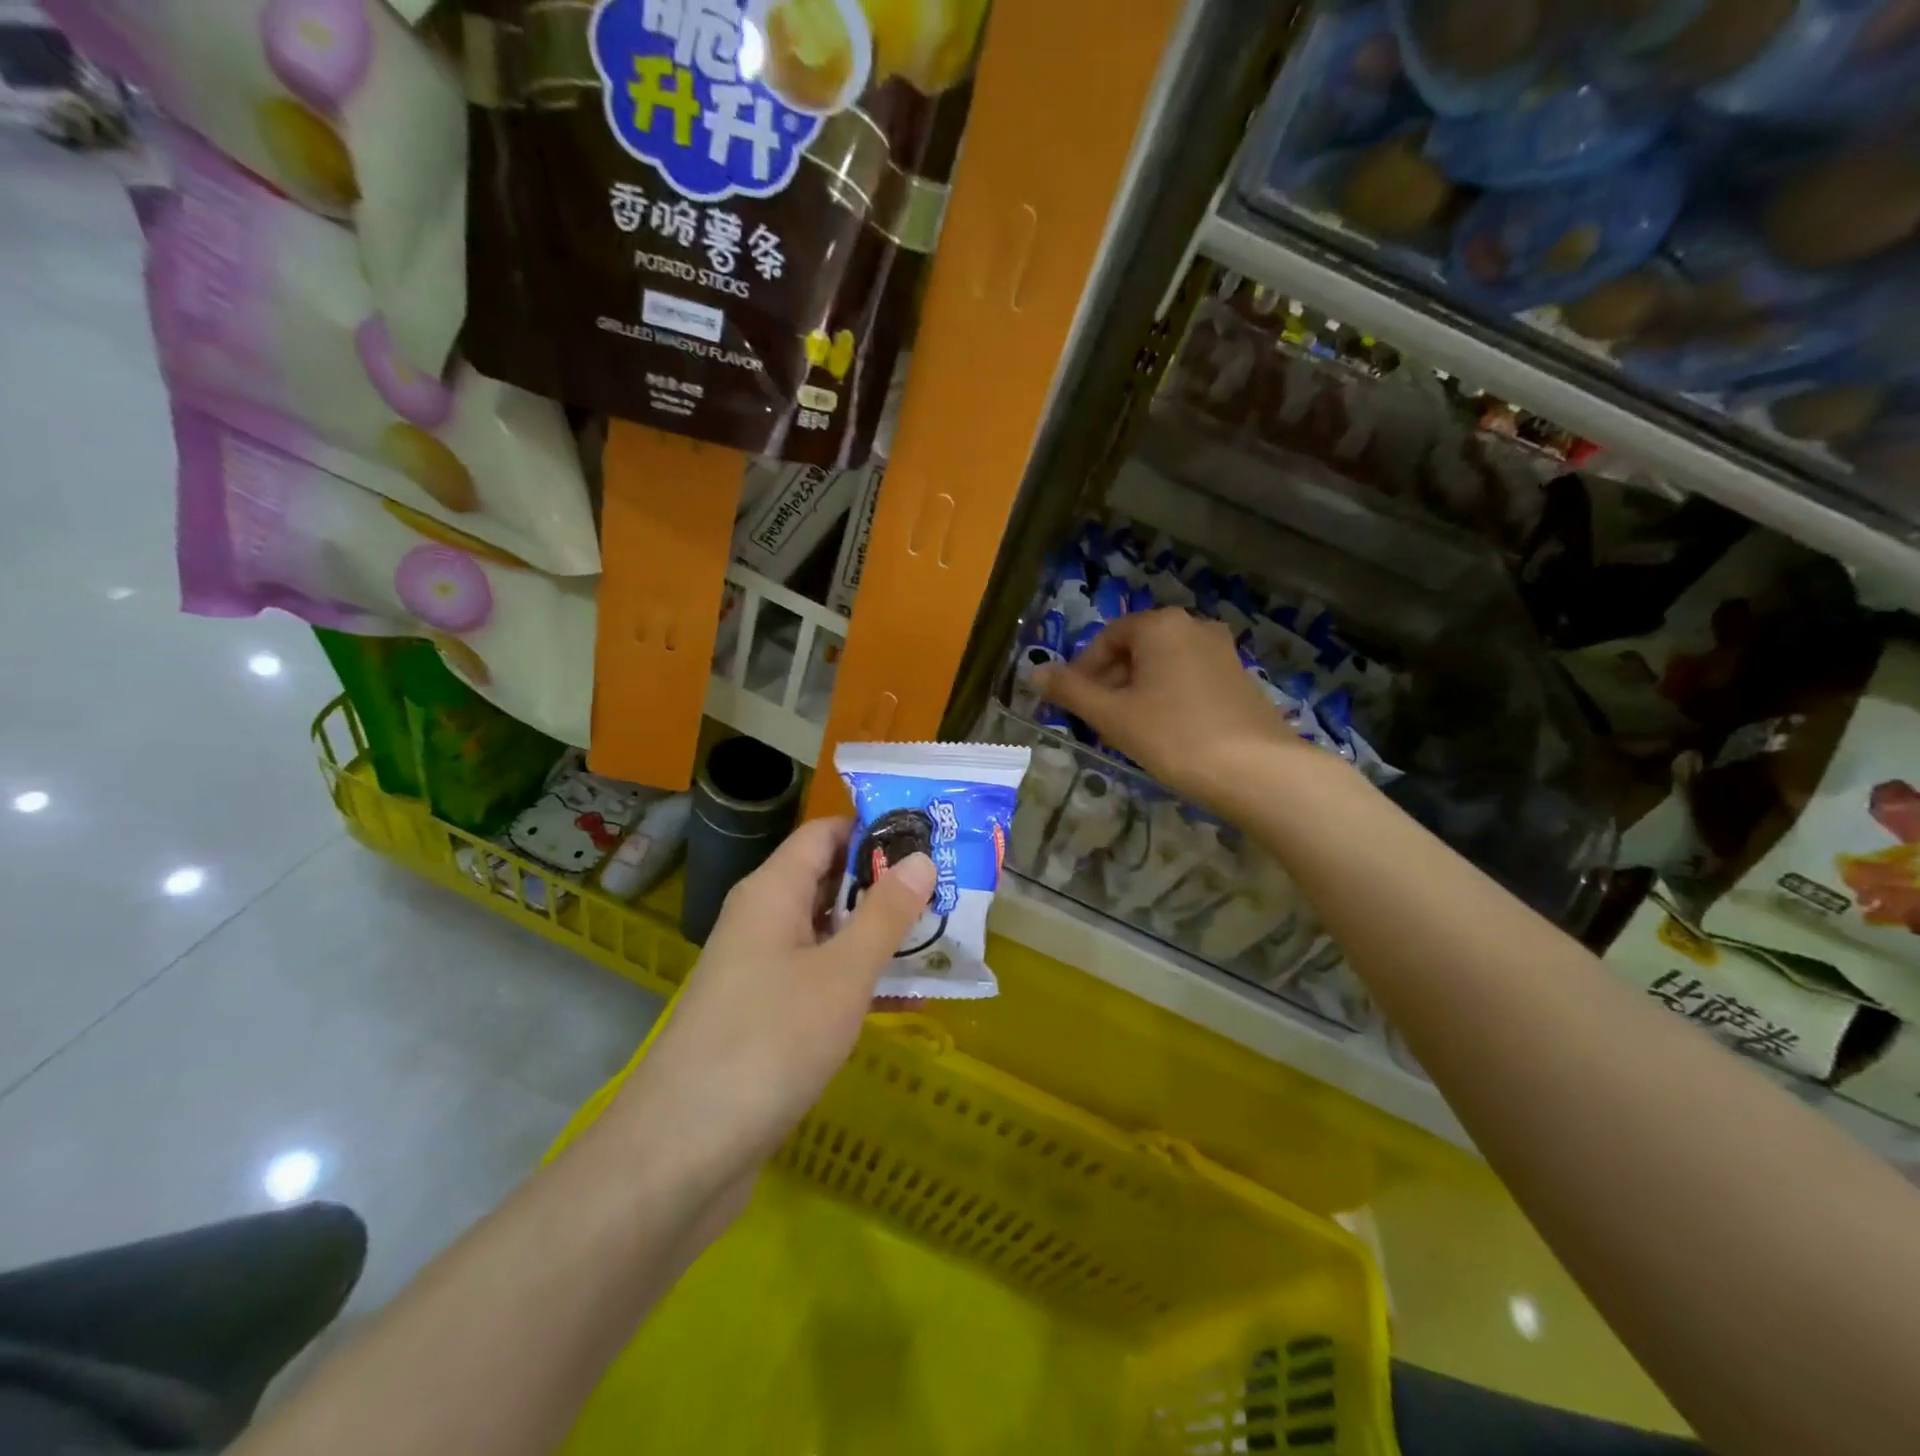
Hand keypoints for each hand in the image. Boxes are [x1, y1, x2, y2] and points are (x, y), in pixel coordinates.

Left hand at [616, 816, 934, 1198]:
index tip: (931, 837)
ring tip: (943, 937)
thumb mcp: (841, 974)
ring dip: (880, 935)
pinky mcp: (766, 1016)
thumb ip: (885, 914)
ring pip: (829, 934)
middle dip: (888, 884)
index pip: (825, 834)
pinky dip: (860, 980)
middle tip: (951, 889)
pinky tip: (909, 999)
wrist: (682, 1153)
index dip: (875, 829)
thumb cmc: (769, 1043)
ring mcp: (762, 970)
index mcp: (773, 892)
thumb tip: (921, 858)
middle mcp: (763, 920)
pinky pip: (821, 979)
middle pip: (829, 881)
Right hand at [1036, 608, 1308, 814]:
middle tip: (1098, 721)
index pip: (1108, 638)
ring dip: (1138, 692)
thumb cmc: (1174, 736)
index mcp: (1161, 625)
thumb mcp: (1112, 715)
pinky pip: (1189, 679)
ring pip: (1163, 666)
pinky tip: (1166, 733)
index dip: (1084, 670)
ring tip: (1129, 731)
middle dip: (1111, 682)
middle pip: (1137, 649)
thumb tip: (1035, 672)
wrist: (1257, 771)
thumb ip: (1071, 691)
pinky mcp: (1240, 678)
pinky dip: (1168, 698)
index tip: (1074, 704)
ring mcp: (1222, 652)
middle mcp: (1194, 627)